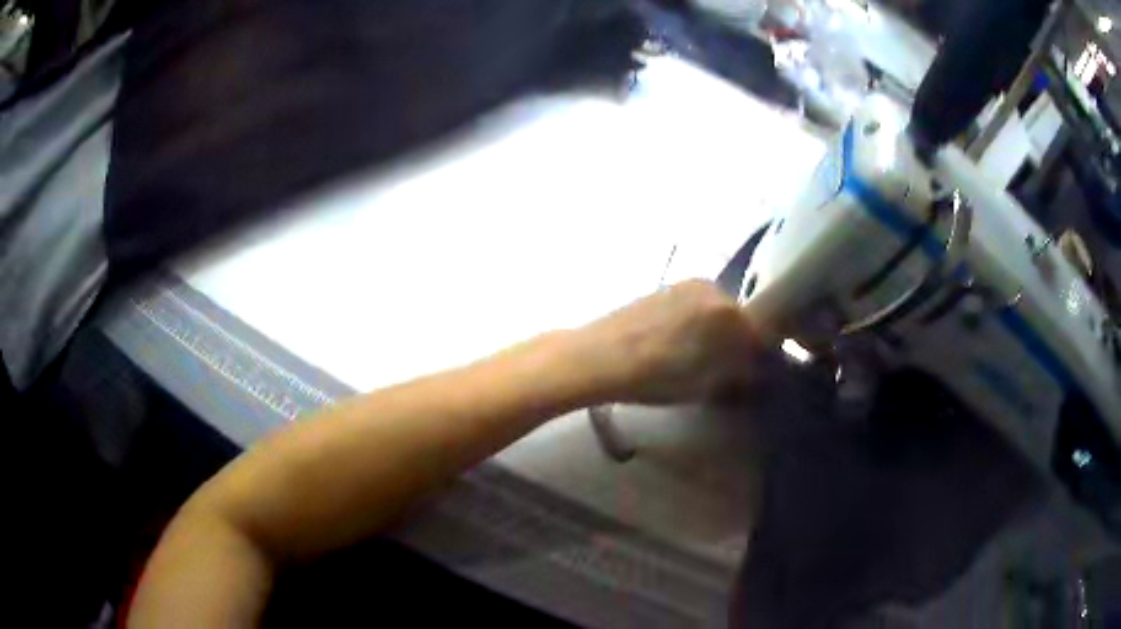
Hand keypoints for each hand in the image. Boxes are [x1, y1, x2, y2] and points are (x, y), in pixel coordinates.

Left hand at [581, 280, 761, 404]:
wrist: (599, 357)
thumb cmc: (656, 376)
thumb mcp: (705, 385)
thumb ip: (736, 375)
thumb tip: (751, 372)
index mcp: (728, 312)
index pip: (758, 334)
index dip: (757, 358)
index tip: (749, 376)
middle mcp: (711, 289)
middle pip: (736, 319)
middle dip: (735, 343)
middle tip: (723, 370)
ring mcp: (684, 284)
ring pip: (713, 311)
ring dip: (713, 332)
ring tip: (695, 359)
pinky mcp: (663, 288)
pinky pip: (692, 306)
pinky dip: (693, 323)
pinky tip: (675, 345)